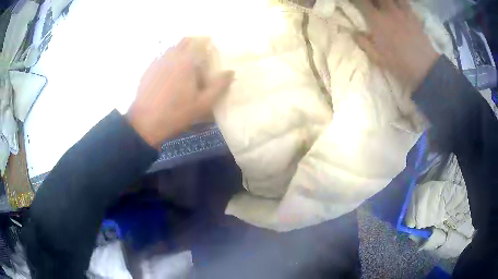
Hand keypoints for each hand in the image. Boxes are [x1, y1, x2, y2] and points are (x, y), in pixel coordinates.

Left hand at [127, 38, 233, 148]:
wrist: (145, 122)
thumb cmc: (176, 113)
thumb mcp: (203, 104)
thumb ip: (219, 86)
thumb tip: (231, 72)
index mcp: (187, 61)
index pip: (201, 41)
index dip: (208, 42)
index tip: (213, 49)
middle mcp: (172, 56)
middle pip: (185, 40)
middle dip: (195, 43)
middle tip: (201, 54)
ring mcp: (158, 61)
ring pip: (173, 47)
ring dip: (182, 50)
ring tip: (186, 63)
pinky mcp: (149, 69)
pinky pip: (162, 57)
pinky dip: (170, 59)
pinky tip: (170, 72)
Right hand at [353, 0, 439, 91]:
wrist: (424, 68)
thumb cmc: (399, 64)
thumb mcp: (377, 58)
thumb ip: (363, 43)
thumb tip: (353, 33)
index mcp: (376, 20)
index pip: (361, 1)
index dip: (356, 0)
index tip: (355, 2)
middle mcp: (388, 11)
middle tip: (370, 3)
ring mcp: (401, 11)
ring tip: (383, 3)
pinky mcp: (412, 15)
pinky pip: (404, 1)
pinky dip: (398, 0)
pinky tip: (396, 4)